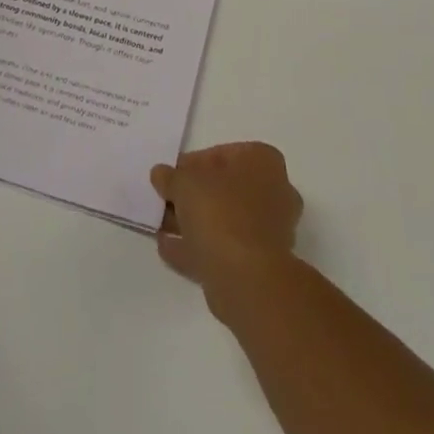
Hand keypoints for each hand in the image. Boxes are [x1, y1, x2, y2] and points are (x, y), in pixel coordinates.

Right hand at [150, 142, 302, 313]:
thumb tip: (160, 173)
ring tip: (161, 224)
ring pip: (224, 220)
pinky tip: (168, 247)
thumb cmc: (221, 213)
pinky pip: (222, 248)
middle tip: (166, 199)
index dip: (193, 163)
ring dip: (193, 222)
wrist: (246, 279)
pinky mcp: (258, 265)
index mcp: (263, 162)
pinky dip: (197, 247)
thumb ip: (171, 177)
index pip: (223, 154)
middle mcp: (273, 192)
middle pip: (225, 189)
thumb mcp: (185, 183)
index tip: (171, 175)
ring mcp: (268, 231)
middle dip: (194, 195)